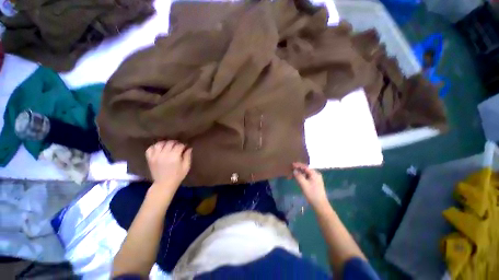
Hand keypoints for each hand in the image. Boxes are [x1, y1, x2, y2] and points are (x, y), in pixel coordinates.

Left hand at [145, 140, 191, 192]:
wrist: (164, 184)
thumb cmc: (177, 176)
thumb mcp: (186, 167)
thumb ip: (188, 156)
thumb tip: (189, 148)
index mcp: (174, 156)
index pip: (179, 145)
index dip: (183, 145)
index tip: (185, 147)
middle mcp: (164, 154)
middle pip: (170, 143)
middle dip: (175, 143)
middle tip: (178, 146)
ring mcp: (155, 156)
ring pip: (160, 144)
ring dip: (165, 143)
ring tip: (169, 146)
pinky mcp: (150, 158)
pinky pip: (150, 148)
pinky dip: (155, 147)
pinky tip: (159, 149)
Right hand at [293, 162, 328, 208]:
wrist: (320, 205)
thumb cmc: (312, 194)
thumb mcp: (304, 184)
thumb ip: (298, 176)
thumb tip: (294, 170)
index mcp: (314, 174)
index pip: (305, 167)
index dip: (298, 165)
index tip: (291, 164)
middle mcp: (316, 175)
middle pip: (305, 170)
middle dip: (297, 170)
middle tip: (290, 170)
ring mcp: (315, 179)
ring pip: (305, 174)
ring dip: (298, 174)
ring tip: (292, 175)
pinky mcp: (314, 183)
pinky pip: (306, 177)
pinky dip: (301, 177)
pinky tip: (296, 179)